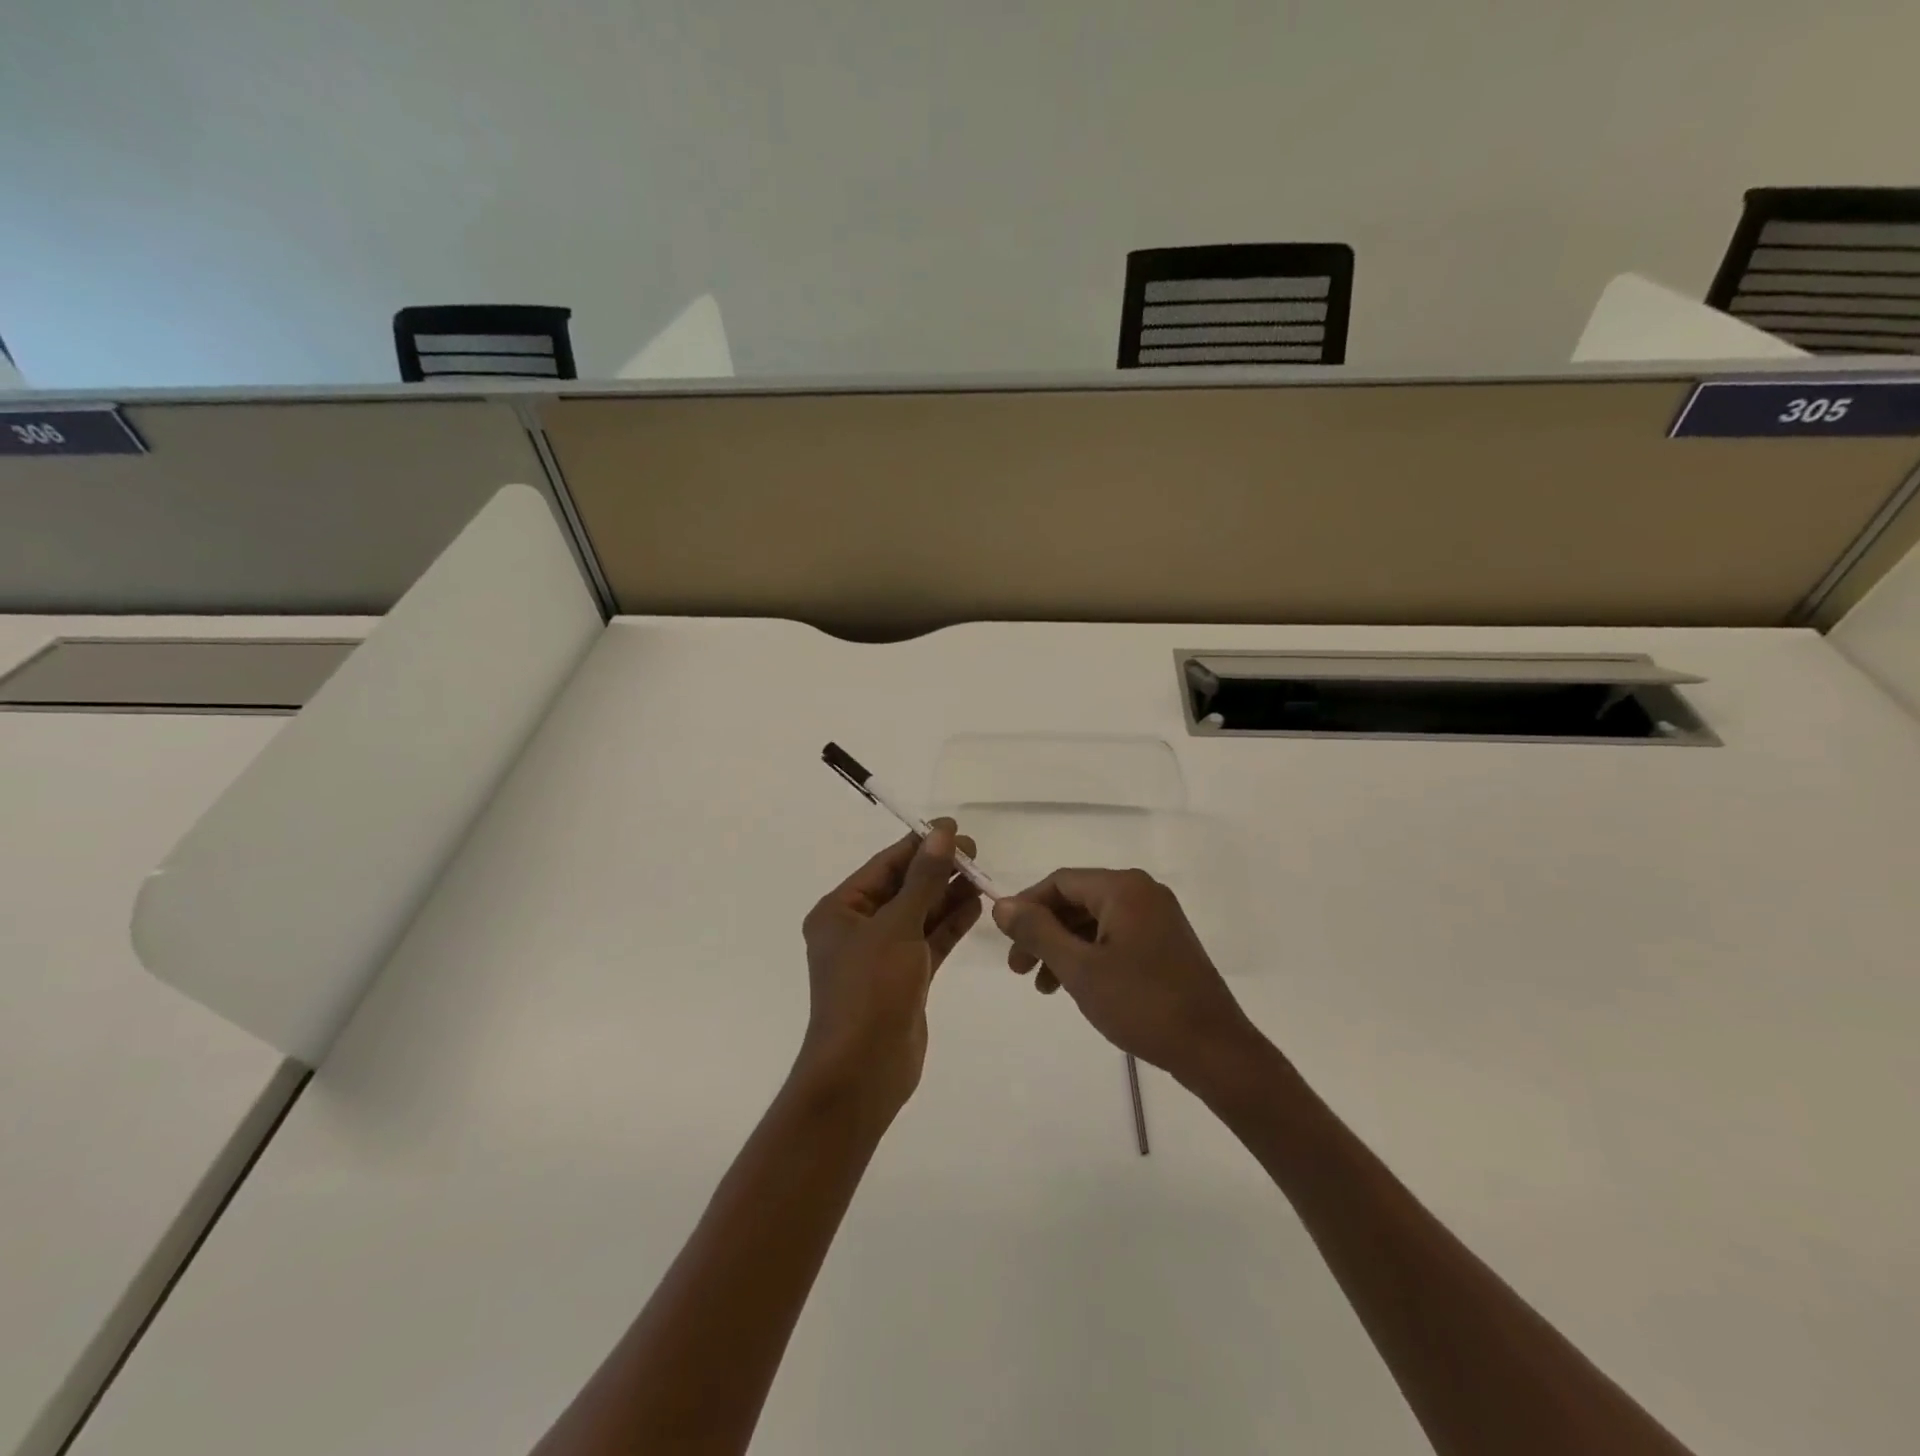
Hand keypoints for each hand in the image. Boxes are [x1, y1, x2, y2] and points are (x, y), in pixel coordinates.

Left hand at [795, 821, 982, 1118]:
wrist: (863, 1073)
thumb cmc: (870, 990)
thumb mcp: (897, 927)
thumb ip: (923, 880)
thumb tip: (942, 834)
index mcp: (840, 911)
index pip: (885, 866)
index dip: (919, 845)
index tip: (953, 828)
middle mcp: (857, 929)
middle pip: (903, 888)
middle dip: (937, 870)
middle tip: (976, 852)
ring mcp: (881, 956)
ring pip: (919, 915)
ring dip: (947, 895)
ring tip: (981, 874)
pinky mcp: (904, 979)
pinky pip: (928, 942)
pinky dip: (949, 925)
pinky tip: (975, 906)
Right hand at [992, 868, 1255, 1085]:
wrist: (1214, 1050)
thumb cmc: (1142, 1004)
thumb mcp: (1080, 969)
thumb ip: (1038, 932)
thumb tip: (1002, 905)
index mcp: (1123, 888)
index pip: (1060, 882)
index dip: (1027, 907)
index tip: (1006, 942)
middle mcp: (1142, 892)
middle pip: (1077, 900)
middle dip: (1043, 932)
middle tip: (1020, 970)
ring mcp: (1158, 916)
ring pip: (1094, 921)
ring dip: (1064, 947)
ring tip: (1045, 987)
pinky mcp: (1165, 942)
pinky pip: (1115, 936)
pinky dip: (1090, 955)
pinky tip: (1077, 985)